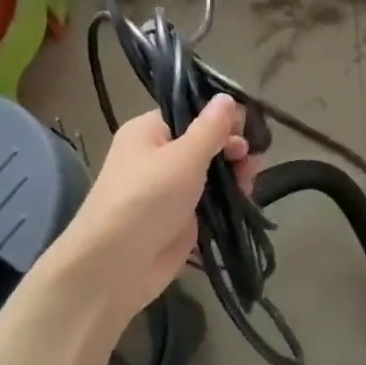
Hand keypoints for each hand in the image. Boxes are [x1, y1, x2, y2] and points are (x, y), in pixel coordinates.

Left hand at [46, 96, 258, 329]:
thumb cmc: (146, 199)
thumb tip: (227, 98)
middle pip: (205, 142)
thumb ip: (211, 128)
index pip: (191, 112)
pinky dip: (230, 198)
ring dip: (235, 174)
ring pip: (212, 172)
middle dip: (232, 147)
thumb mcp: (183, 157)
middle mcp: (158, 156)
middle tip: (250, 160)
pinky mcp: (182, 218)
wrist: (115, 267)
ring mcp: (171, 189)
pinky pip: (212, 200)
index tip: (246, 129)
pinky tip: (247, 199)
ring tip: (250, 182)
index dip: (221, 117)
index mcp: (149, 131)